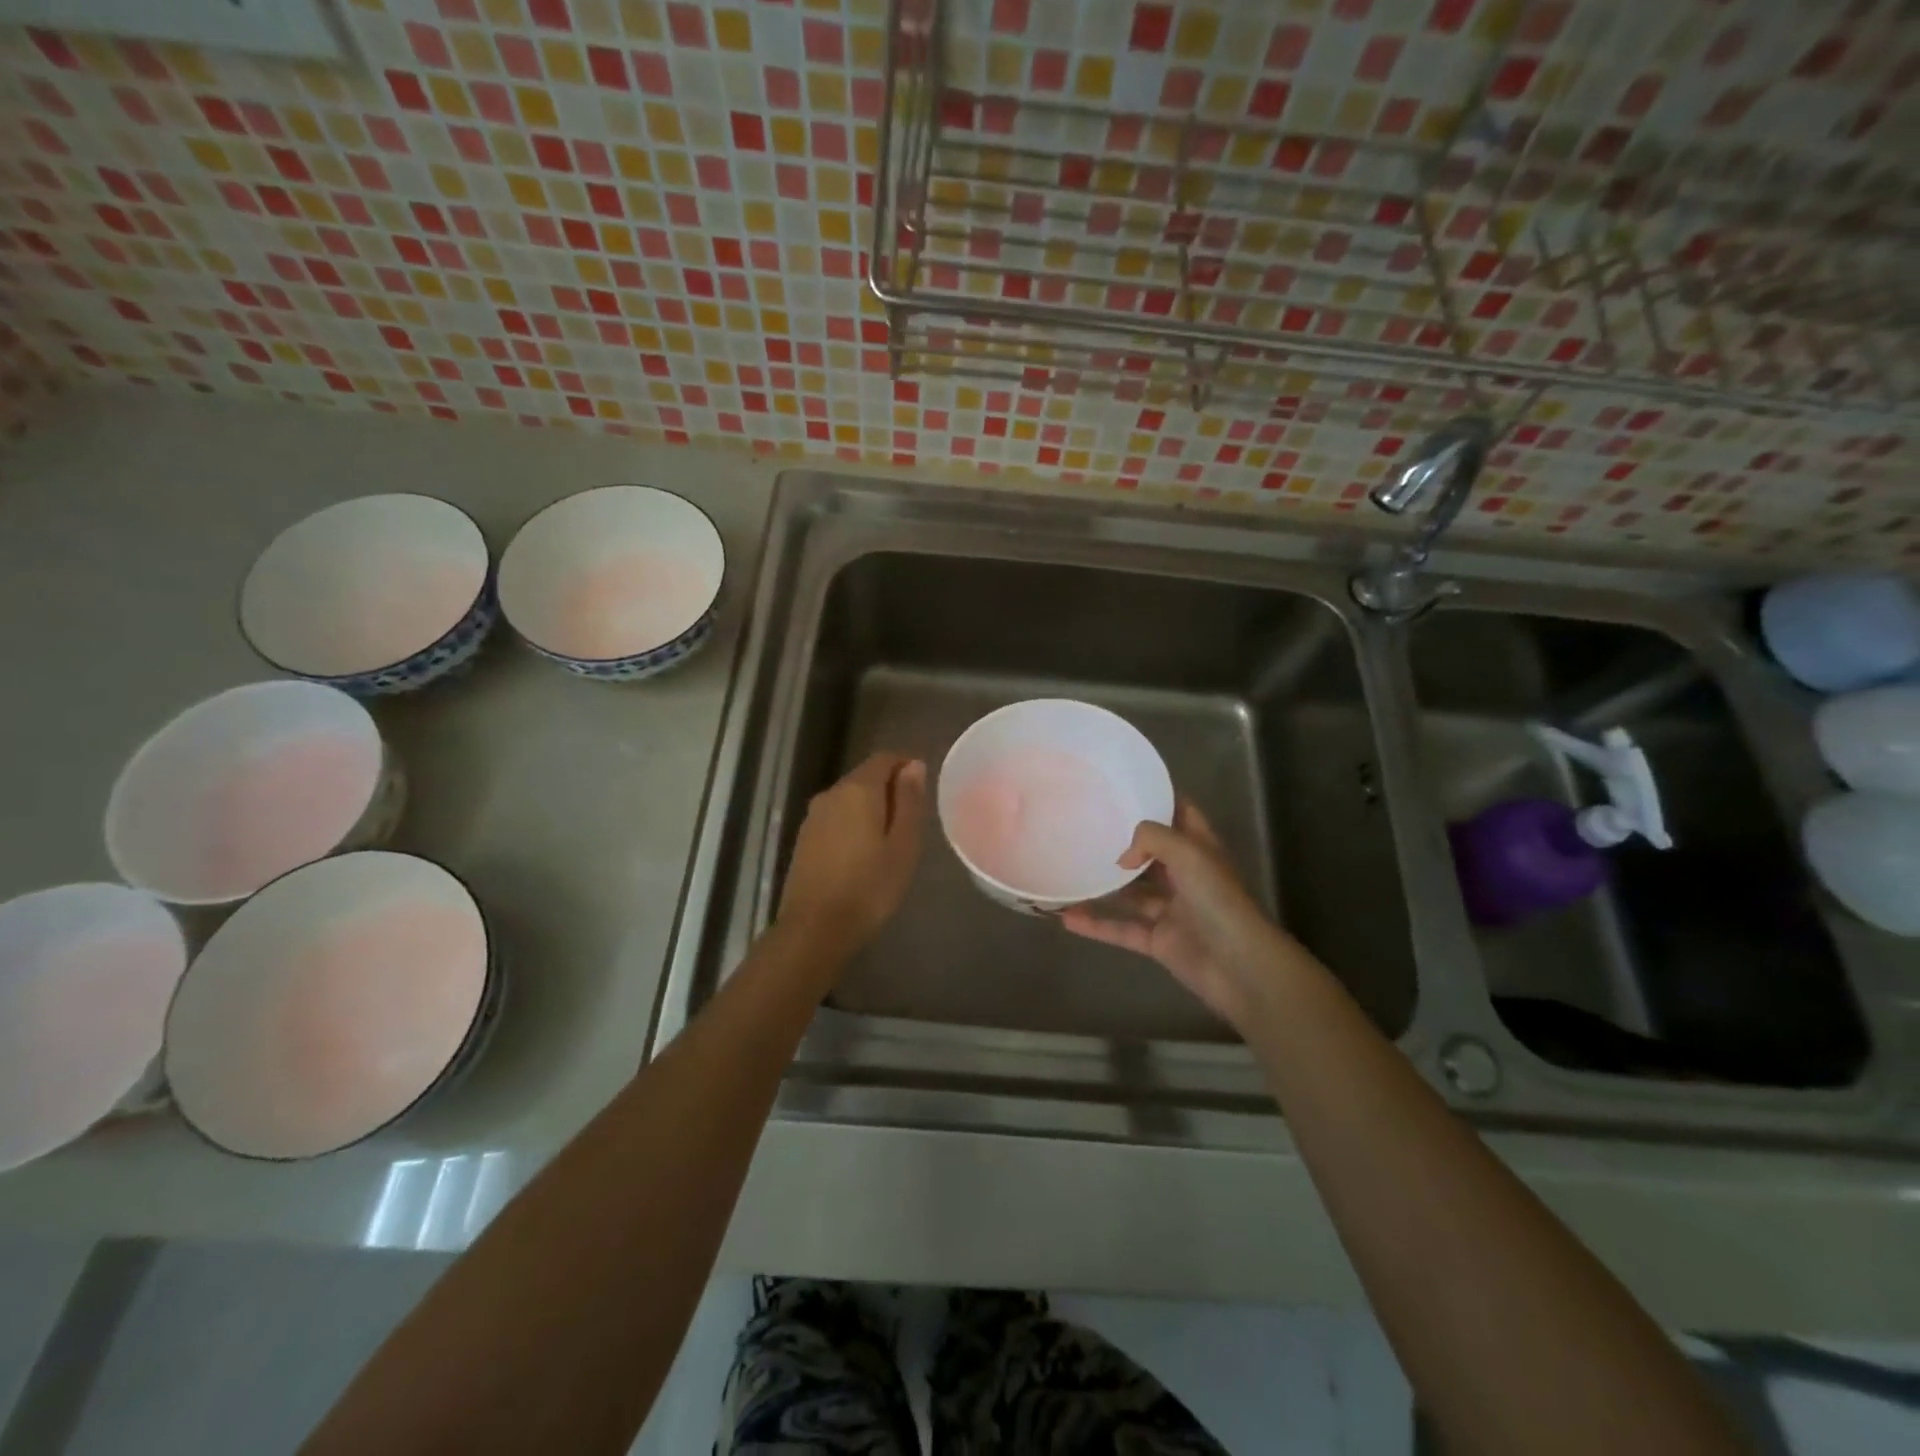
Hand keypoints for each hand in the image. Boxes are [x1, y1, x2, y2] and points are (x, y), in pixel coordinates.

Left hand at [778, 753, 926, 964]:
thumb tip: (913, 765)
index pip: (884, 758)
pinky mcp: (804, 838)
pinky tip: (864, 851)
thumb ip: (909, 801)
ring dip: (870, 807)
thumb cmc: (870, 887)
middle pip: (864, 777)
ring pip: (848, 798)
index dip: (905, 765)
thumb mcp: (903, 845)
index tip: (923, 786)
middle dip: (889, 787)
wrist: (815, 929)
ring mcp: (813, 816)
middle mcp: (832, 794)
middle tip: (912, 818)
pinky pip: (835, 818)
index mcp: (858, 790)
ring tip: (891, 837)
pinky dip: (853, 823)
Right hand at [1062, 800, 1295, 1031]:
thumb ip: (1150, 839)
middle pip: (1150, 853)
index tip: (1123, 788)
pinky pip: (1121, 928)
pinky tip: (1067, 917)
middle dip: (1122, 842)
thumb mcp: (1187, 853)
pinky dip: (1097, 925)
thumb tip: (1122, 857)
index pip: (1180, 814)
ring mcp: (1171, 910)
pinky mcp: (1158, 940)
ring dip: (1103, 886)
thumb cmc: (1218, 900)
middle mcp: (1185, 875)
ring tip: (1069, 871)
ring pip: (1131, 893)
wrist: (1239, 966)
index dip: (1158, 800)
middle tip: (1084, 827)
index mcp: (1199, 849)